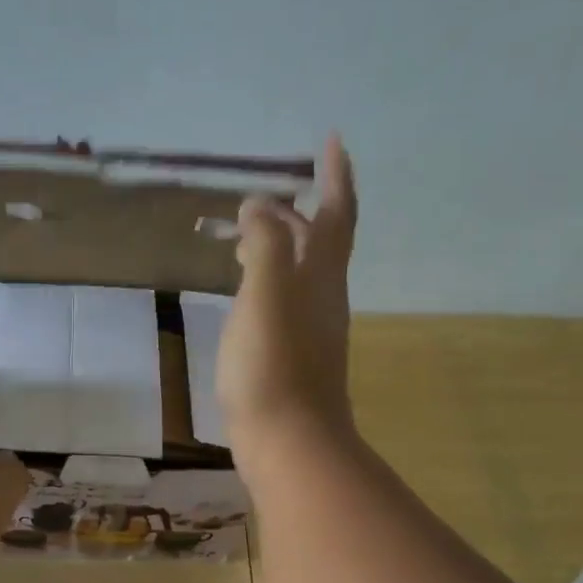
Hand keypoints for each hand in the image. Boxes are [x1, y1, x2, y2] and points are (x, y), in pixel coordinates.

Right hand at [217, 133, 358, 448]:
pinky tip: (246, 295)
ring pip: (301, 274)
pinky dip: (268, 283)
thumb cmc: (272, 366)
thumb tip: (261, 206)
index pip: (336, 214)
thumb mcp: (266, 294)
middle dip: (301, 211)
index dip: (335, 176)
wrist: (288, 442)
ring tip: (248, 237)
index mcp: (320, 277)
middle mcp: (323, 299)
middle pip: (321, 243)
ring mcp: (310, 332)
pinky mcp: (292, 359)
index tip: (330, 140)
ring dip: (281, 247)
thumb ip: (266, 243)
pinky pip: (284, 303)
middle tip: (267, 195)